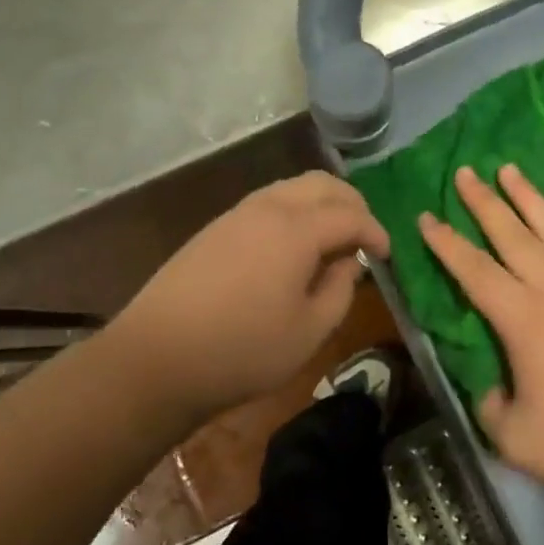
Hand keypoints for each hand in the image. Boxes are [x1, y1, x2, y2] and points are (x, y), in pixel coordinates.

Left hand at [112, 171, 389, 423]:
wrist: (155, 359)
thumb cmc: (243, 350)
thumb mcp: (310, 331)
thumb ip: (341, 290)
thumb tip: (349, 263)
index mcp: (297, 229)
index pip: (351, 215)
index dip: (377, 232)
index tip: (387, 255)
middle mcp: (269, 208)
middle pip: (323, 184)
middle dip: (352, 204)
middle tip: (364, 237)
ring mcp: (237, 214)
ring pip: (293, 188)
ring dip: (321, 205)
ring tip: (332, 241)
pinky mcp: (215, 228)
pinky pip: (268, 203)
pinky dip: (294, 212)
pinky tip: (293, 247)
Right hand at [419, 164, 543, 502]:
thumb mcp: (512, 437)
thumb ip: (488, 402)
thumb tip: (490, 382)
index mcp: (523, 321)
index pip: (475, 272)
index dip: (447, 244)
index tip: (426, 217)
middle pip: (512, 236)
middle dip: (484, 203)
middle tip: (464, 172)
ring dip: (528, 197)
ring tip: (508, 169)